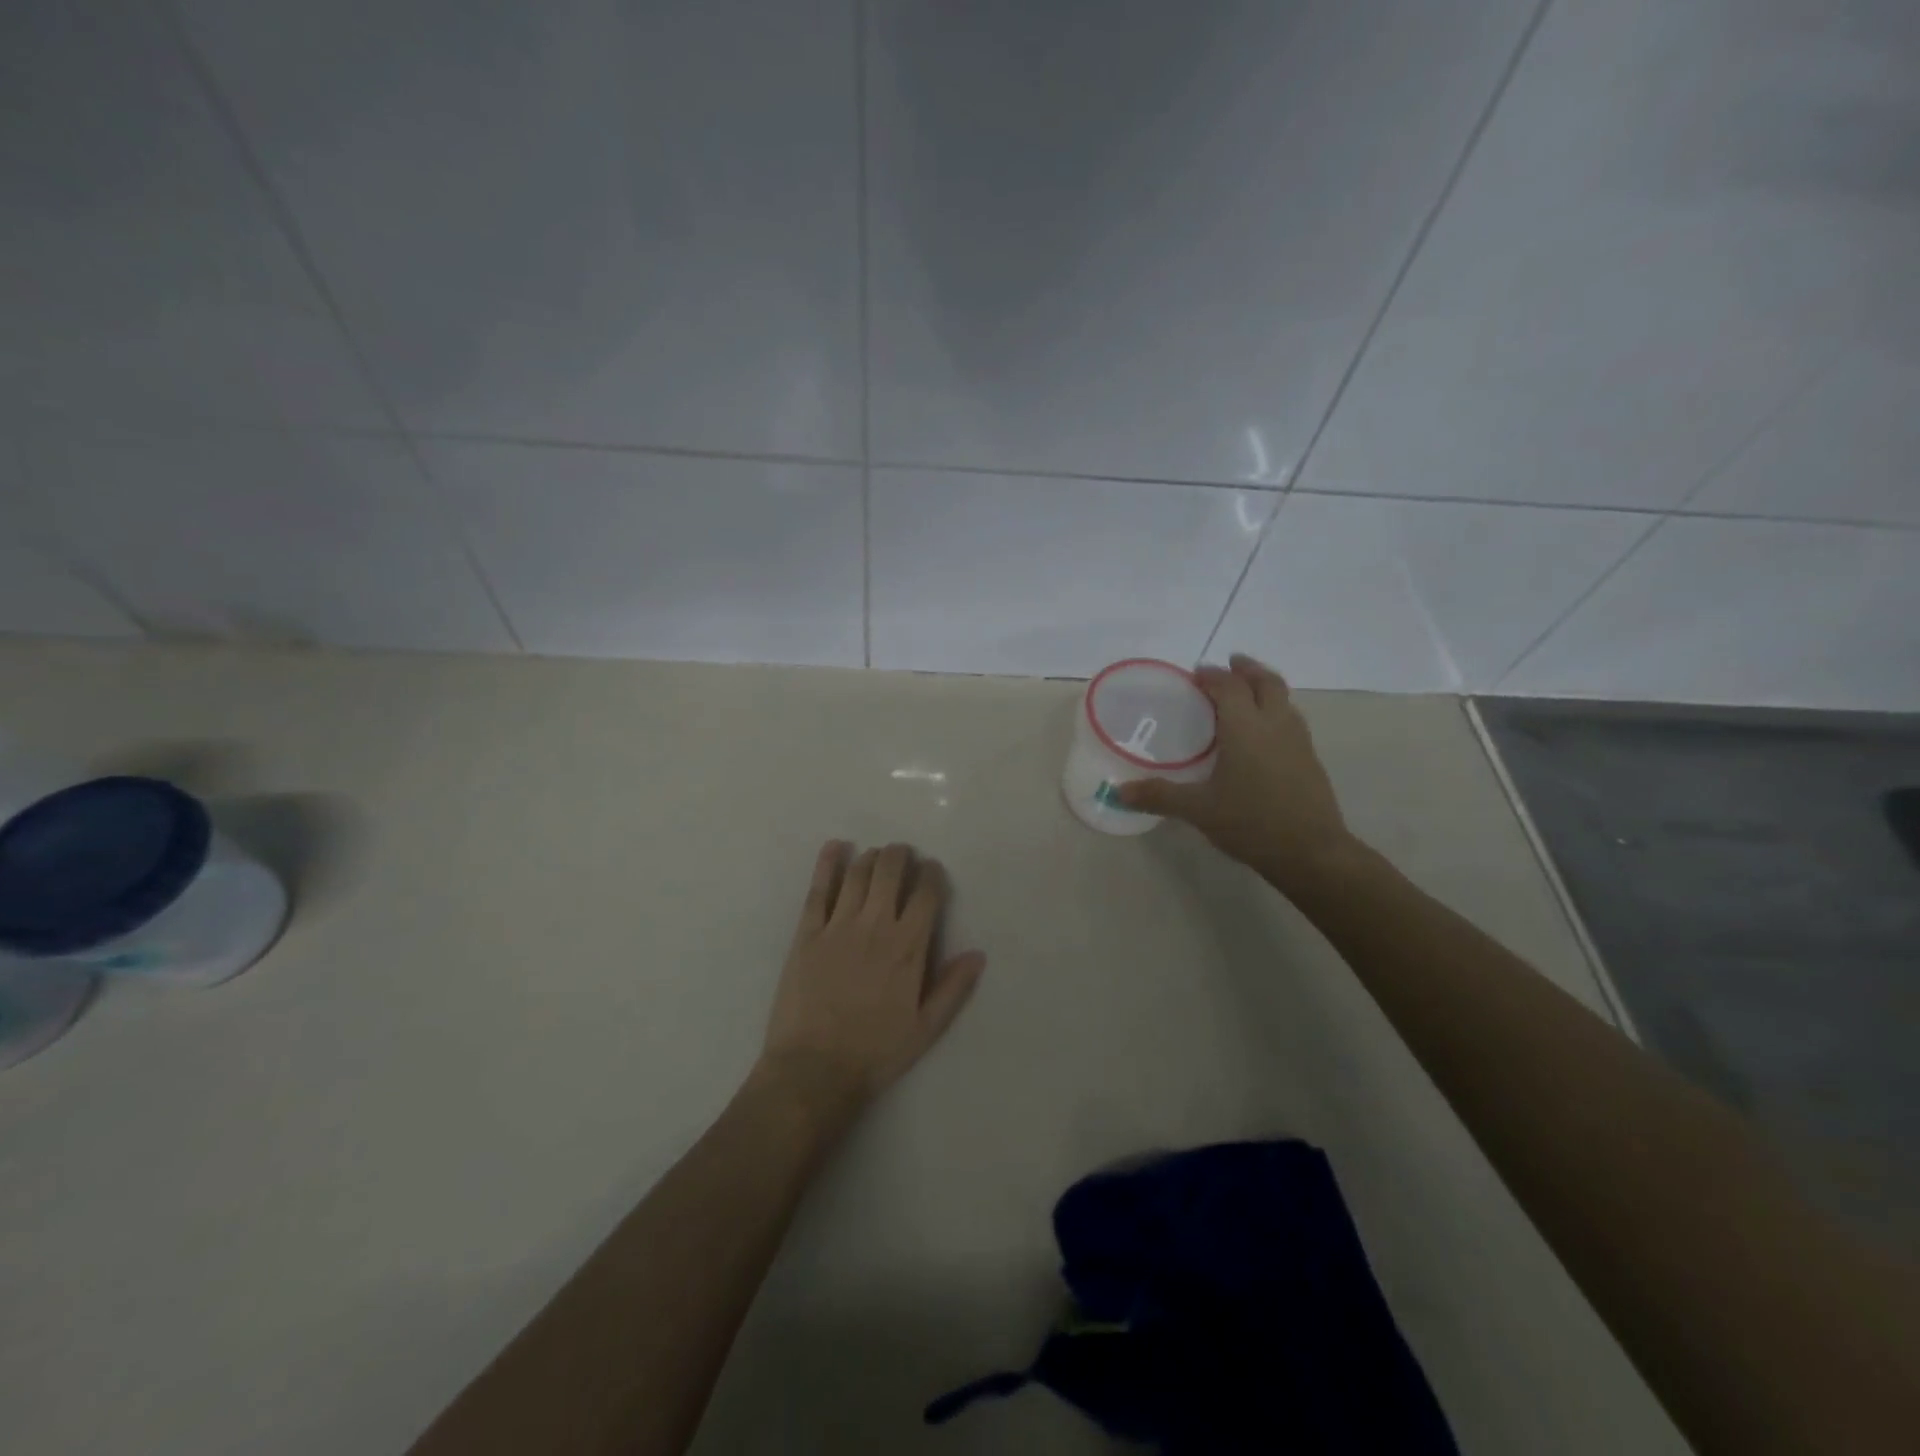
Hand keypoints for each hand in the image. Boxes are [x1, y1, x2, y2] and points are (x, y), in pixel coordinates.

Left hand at [759, 841, 985, 1110]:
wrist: (813, 1069)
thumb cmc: (875, 1052)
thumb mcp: (926, 1029)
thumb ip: (953, 988)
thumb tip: (978, 954)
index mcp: (908, 947)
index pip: (926, 894)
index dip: (932, 874)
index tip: (932, 870)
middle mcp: (875, 926)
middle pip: (890, 871)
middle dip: (900, 855)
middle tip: (904, 855)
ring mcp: (838, 926)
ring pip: (858, 874)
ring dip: (871, 857)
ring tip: (877, 856)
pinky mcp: (807, 933)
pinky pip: (819, 889)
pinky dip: (828, 863)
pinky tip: (836, 847)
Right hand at [1118, 655, 1358, 891]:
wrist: (1311, 852)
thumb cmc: (1251, 822)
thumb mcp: (1198, 810)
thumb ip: (1159, 796)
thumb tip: (1118, 792)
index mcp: (1245, 727)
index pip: (1229, 686)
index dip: (1212, 675)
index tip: (1196, 673)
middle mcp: (1275, 724)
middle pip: (1266, 681)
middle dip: (1247, 669)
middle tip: (1230, 664)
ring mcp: (1298, 741)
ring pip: (1284, 699)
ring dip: (1264, 687)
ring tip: (1247, 693)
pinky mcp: (1310, 759)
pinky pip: (1291, 720)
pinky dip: (1275, 711)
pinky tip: (1263, 734)